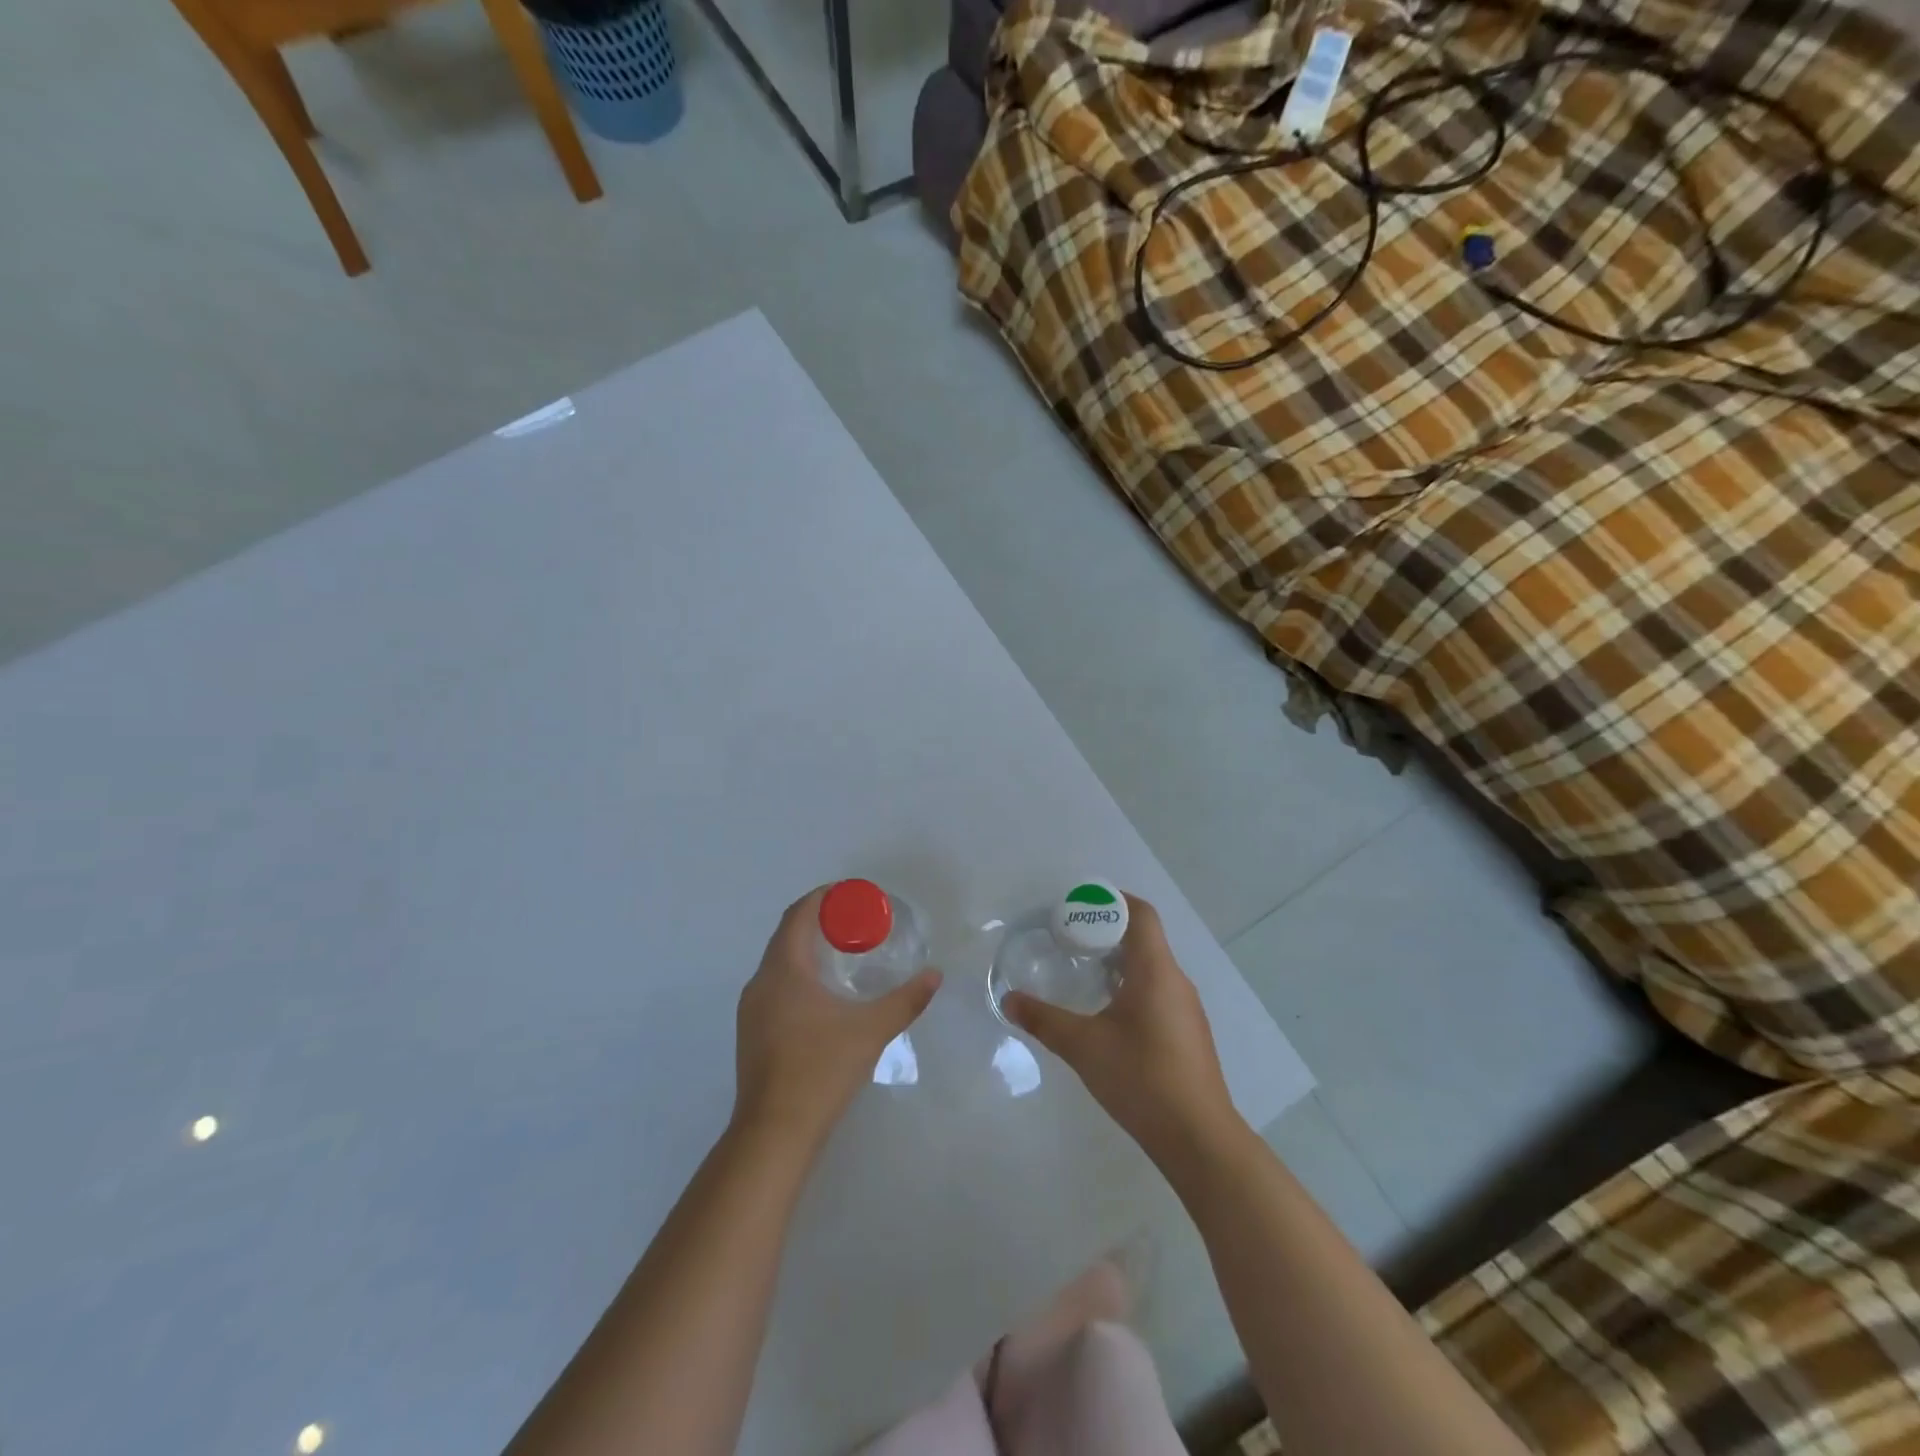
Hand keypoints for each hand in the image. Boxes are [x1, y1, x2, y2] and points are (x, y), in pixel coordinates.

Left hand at [733, 887, 941, 1152]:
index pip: (798, 915)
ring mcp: (752, 1009)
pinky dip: (799, 973)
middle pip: (787, 934)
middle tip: (857, 922)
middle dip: (819, 921)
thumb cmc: (821, 1070)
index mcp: (784, 970)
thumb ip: (906, 1000)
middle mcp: (761, 982)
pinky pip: (776, 985)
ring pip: (779, 962)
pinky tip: (824, 994)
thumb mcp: (871, 1030)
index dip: (823, 898)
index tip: (852, 895)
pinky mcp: (752, 1032)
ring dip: (807, 948)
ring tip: (844, 952)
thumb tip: (935, 975)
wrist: (774, 1133)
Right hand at [1003, 894, 1239, 1168]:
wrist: (1198, 1138)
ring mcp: (1186, 1009)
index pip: (1141, 914)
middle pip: (1144, 938)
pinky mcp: (1188, 1034)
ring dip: (1119, 963)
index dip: (1113, 901)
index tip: (1080, 907)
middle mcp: (1176, 981)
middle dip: (1107, 933)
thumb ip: (1043, 1020)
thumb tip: (1009, 1000)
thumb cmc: (1141, 1078)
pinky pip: (1158, 992)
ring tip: (1083, 974)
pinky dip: (1131, 988)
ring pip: (1151, 968)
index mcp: (1156, 970)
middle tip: (1069, 941)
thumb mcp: (1083, 1046)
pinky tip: (1107, 1016)